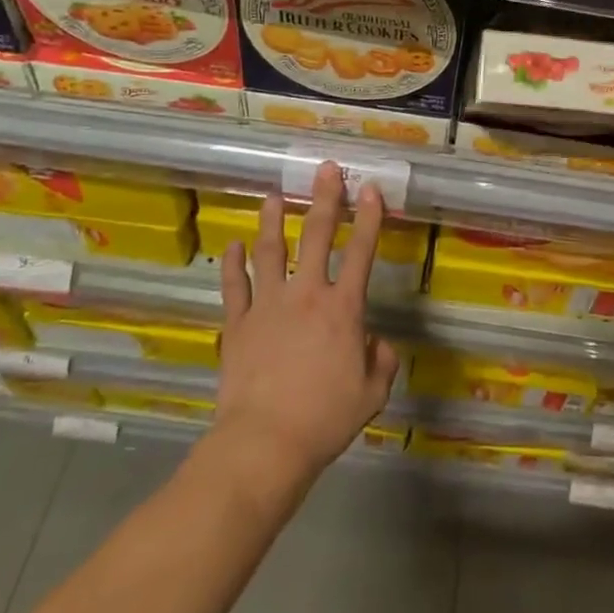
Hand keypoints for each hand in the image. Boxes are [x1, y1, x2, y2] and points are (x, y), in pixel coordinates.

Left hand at [213, 163, 400, 492]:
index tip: (371, 189)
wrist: (264, 442)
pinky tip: (232, 245)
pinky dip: (232, 263)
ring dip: (273, 220)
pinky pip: (234, 286)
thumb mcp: (372, 394)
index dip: (369, 218)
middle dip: (324, 198)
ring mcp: (268, 305)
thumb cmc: (324, 419)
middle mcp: (306, 294)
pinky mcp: (238, 323)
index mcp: (343, 309)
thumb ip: (381, 361)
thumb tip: (376, 342)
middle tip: (326, 169)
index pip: (362, 252)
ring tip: (273, 195)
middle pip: (317, 236)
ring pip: (270, 250)